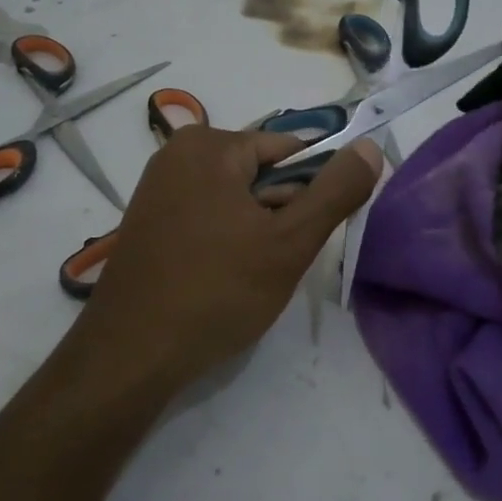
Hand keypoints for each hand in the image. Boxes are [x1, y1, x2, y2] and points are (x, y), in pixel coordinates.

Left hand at [63, 126, 382, 389]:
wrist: (131, 355)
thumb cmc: (217, 291)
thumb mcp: (290, 242)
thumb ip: (335, 191)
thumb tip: (370, 148)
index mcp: (210, 145)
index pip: (289, 150)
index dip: (312, 191)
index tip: (309, 235)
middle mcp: (177, 154)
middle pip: (260, 173)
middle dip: (280, 214)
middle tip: (275, 262)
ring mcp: (157, 189)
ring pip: (235, 199)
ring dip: (256, 232)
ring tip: (249, 276)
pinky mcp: (148, 222)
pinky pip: (206, 216)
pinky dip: (226, 241)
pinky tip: (223, 279)